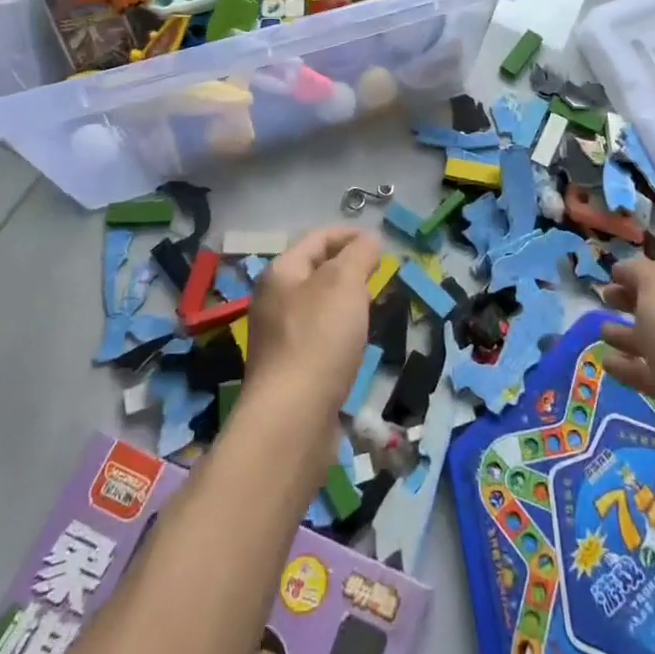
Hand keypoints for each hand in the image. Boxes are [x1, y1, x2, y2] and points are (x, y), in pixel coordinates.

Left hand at [245, 224, 383, 417]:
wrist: (292, 419)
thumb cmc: (319, 338)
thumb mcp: (345, 282)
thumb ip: (359, 254)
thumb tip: (368, 240)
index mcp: (281, 272)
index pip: (317, 238)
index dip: (349, 234)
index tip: (380, 243)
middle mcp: (274, 301)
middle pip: (315, 271)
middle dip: (349, 268)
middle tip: (379, 274)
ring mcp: (279, 338)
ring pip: (318, 306)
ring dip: (346, 301)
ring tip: (373, 306)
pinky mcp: (290, 371)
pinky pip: (319, 337)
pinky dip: (340, 332)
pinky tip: (356, 344)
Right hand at [600, 259, 654, 480]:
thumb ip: (636, 271)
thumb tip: (623, 270)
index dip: (642, 271)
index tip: (613, 274)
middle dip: (632, 301)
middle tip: (605, 298)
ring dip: (627, 334)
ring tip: (603, 332)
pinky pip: (651, 374)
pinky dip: (629, 366)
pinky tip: (608, 363)